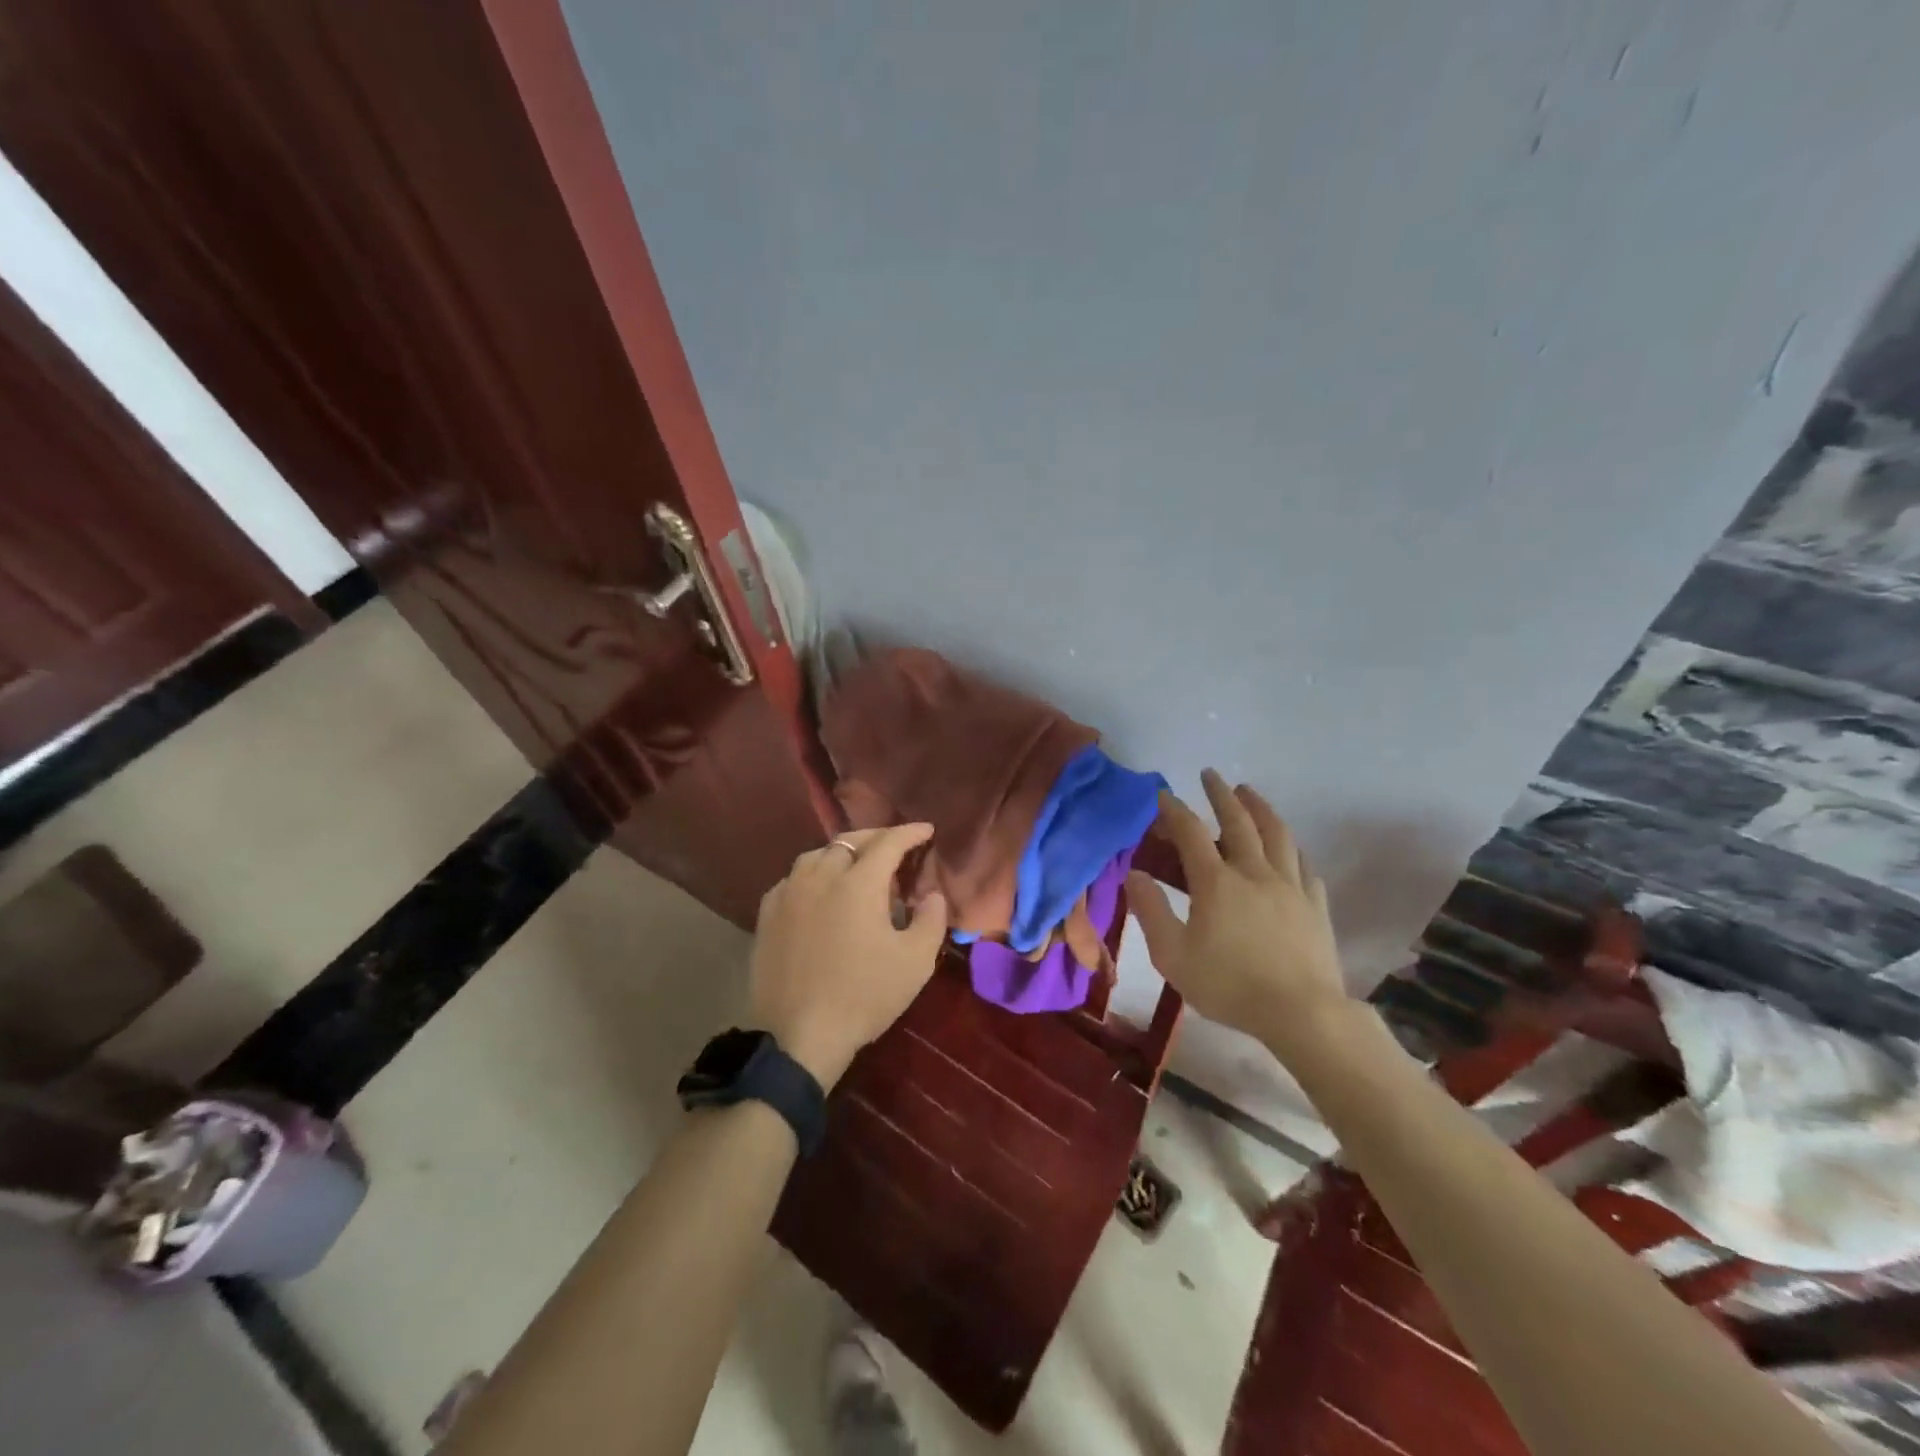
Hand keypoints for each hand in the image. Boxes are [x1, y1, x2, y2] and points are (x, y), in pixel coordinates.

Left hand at [748, 825, 949, 1088]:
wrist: (797, 1035)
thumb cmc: (864, 996)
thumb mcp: (915, 962)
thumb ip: (931, 919)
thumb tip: (931, 894)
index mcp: (859, 883)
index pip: (888, 842)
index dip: (910, 832)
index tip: (927, 830)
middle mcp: (821, 876)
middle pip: (850, 841)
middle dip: (877, 837)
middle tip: (896, 846)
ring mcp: (789, 894)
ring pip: (817, 855)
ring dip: (842, 853)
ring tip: (857, 866)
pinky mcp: (767, 915)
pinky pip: (793, 879)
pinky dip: (814, 874)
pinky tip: (819, 891)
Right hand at [1127, 769, 1348, 1048]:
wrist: (1302, 1014)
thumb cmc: (1229, 986)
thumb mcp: (1173, 956)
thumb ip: (1151, 911)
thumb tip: (1133, 874)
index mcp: (1216, 882)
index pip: (1190, 833)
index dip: (1175, 809)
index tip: (1163, 795)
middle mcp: (1254, 872)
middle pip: (1238, 821)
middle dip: (1221, 795)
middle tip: (1211, 775)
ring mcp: (1290, 886)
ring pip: (1277, 834)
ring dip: (1261, 808)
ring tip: (1250, 794)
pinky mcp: (1315, 905)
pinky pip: (1304, 865)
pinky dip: (1291, 849)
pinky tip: (1289, 850)